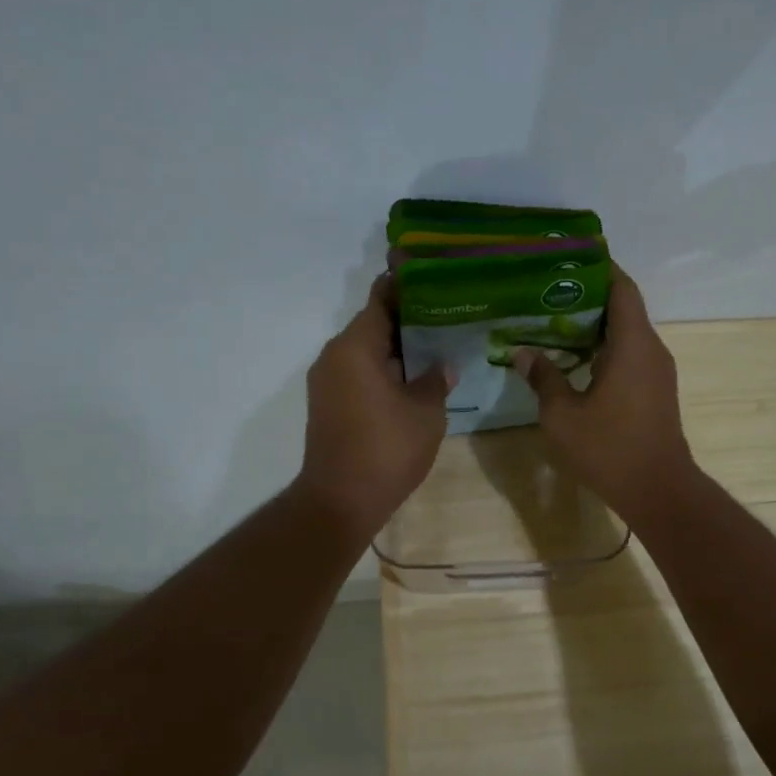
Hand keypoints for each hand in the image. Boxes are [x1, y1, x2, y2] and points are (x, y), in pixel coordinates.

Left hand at [298, 276, 451, 536]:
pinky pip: (359, 373)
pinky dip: (384, 370)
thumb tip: (441, 366)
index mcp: (356, 347)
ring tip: (436, 345)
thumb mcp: (425, 412)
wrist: (340, 500)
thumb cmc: (386, 449)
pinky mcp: (329, 404)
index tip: (432, 275)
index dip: (405, 285)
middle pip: (373, 324)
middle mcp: (335, 356)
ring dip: (397, 348)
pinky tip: (414, 378)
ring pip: (366, 351)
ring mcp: (328, 382)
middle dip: (408, 319)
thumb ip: (434, 381)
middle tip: (446, 313)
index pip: (381, 299)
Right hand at [513, 266, 697, 525]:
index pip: (621, 288)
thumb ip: (543, 378)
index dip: (600, 268)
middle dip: (588, 296)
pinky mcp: (656, 391)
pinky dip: (605, 348)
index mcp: (632, 344)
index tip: (569, 258)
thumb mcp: (562, 415)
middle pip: (623, 308)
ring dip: (596, 325)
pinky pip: (630, 355)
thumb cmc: (609, 449)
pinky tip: (575, 359)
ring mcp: (657, 371)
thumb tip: (523, 353)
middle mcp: (651, 349)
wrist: (658, 489)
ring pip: (627, 334)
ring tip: (555, 321)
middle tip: (548, 291)